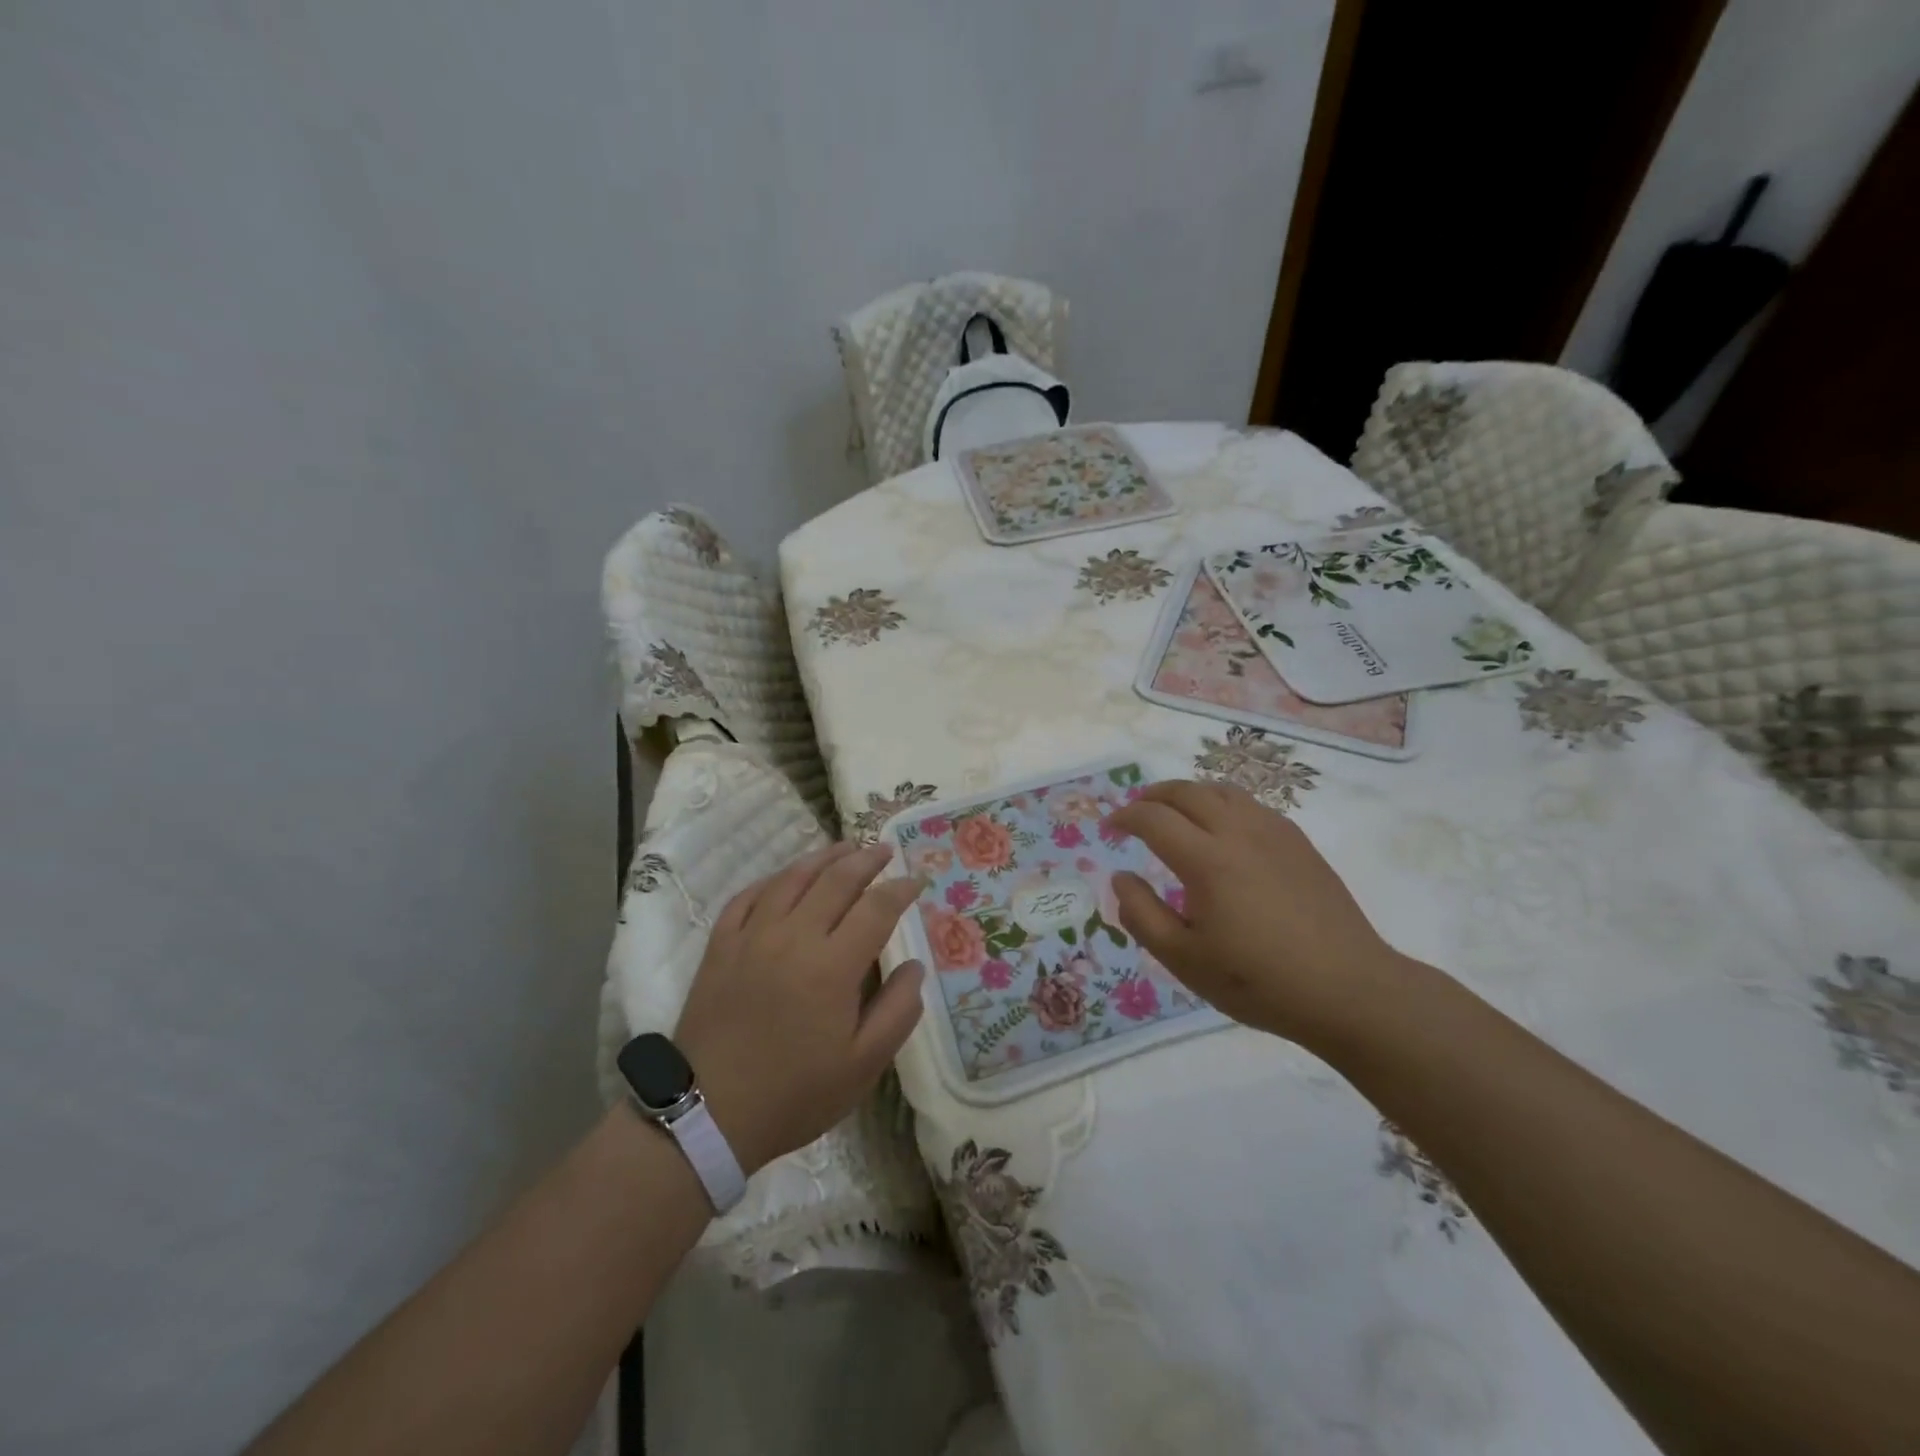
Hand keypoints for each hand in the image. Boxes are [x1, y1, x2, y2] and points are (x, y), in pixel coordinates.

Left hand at [672, 842, 926, 1174]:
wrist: (707, 1114)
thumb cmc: (794, 1093)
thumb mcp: (862, 1066)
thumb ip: (898, 1011)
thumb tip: (915, 966)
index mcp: (833, 966)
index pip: (876, 908)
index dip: (901, 889)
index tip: (917, 880)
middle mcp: (793, 936)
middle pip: (836, 880)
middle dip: (867, 860)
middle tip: (885, 850)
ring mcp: (752, 936)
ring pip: (792, 878)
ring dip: (823, 858)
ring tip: (845, 847)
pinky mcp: (720, 945)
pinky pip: (748, 896)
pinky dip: (773, 879)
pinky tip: (786, 877)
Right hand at [1106, 780, 1405, 1050]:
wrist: (1348, 989)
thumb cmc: (1259, 981)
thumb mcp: (1185, 960)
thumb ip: (1142, 915)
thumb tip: (1121, 877)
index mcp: (1206, 860)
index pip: (1154, 818)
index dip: (1125, 817)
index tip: (1110, 828)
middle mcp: (1238, 832)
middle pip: (1186, 792)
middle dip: (1153, 795)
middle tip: (1136, 811)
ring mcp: (1274, 832)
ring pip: (1222, 791)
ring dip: (1189, 794)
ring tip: (1175, 812)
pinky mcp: (1298, 842)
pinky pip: (1251, 804)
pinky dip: (1222, 803)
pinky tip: (1223, 829)